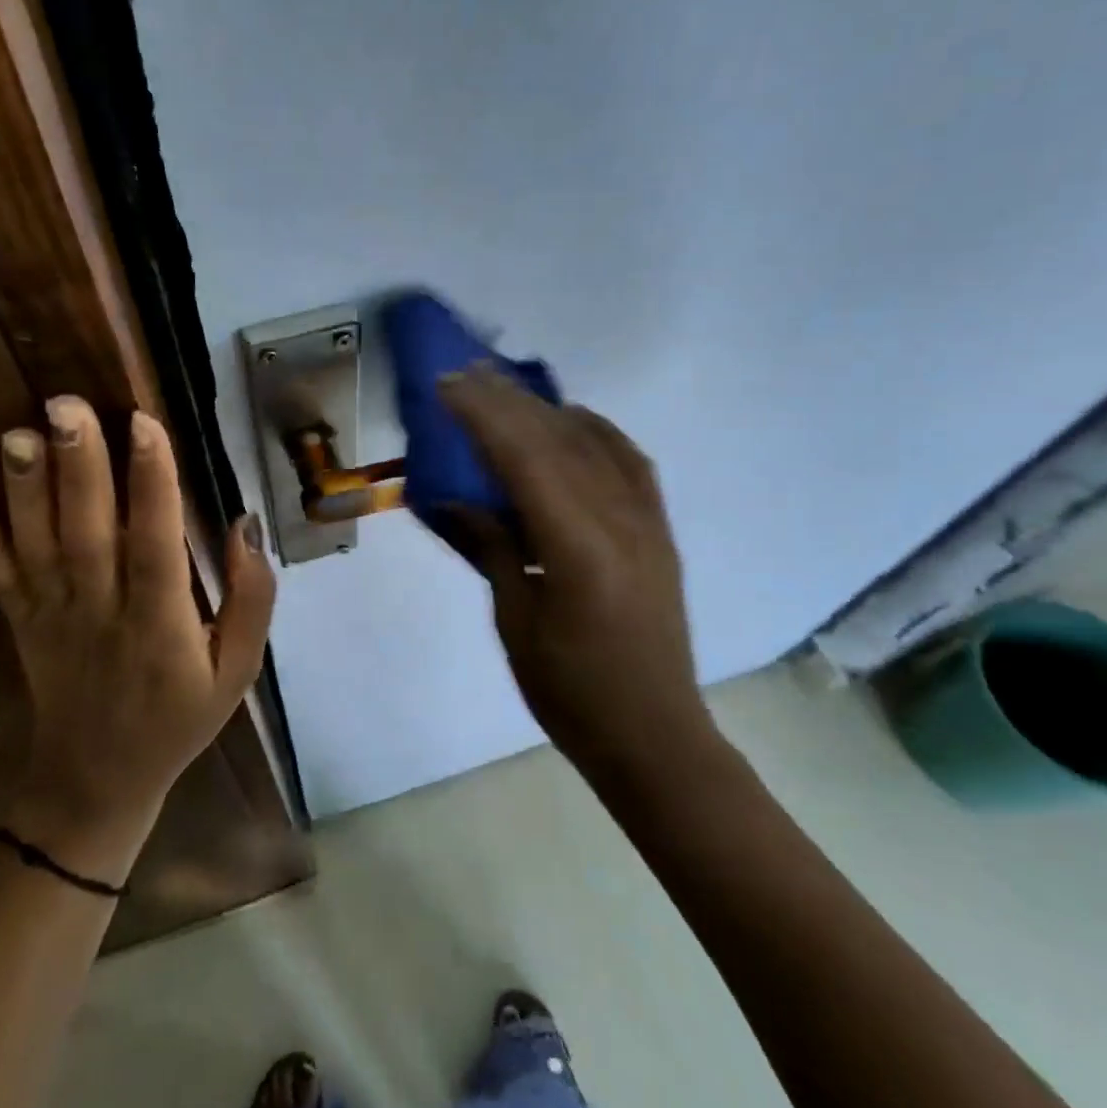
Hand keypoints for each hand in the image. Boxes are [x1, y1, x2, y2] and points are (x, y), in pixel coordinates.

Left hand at [0, 397, 274, 882]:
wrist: (98, 783)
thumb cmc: (179, 717)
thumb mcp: (238, 669)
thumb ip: (250, 598)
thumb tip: (244, 525)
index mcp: (160, 623)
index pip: (156, 543)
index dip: (152, 484)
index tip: (145, 424)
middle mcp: (101, 612)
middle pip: (88, 533)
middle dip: (79, 466)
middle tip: (67, 405)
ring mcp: (52, 618)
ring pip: (40, 547)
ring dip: (27, 490)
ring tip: (19, 433)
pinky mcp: (21, 625)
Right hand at [438, 366, 711, 776]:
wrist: (655, 736)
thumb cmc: (572, 692)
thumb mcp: (516, 621)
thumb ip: (491, 548)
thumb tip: (452, 499)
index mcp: (578, 547)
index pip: (525, 458)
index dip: (483, 415)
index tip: (447, 385)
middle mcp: (619, 519)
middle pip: (558, 438)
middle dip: (507, 400)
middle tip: (465, 372)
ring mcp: (646, 520)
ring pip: (593, 441)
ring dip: (544, 408)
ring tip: (505, 386)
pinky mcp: (658, 528)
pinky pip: (628, 459)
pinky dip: (595, 429)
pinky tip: (571, 419)